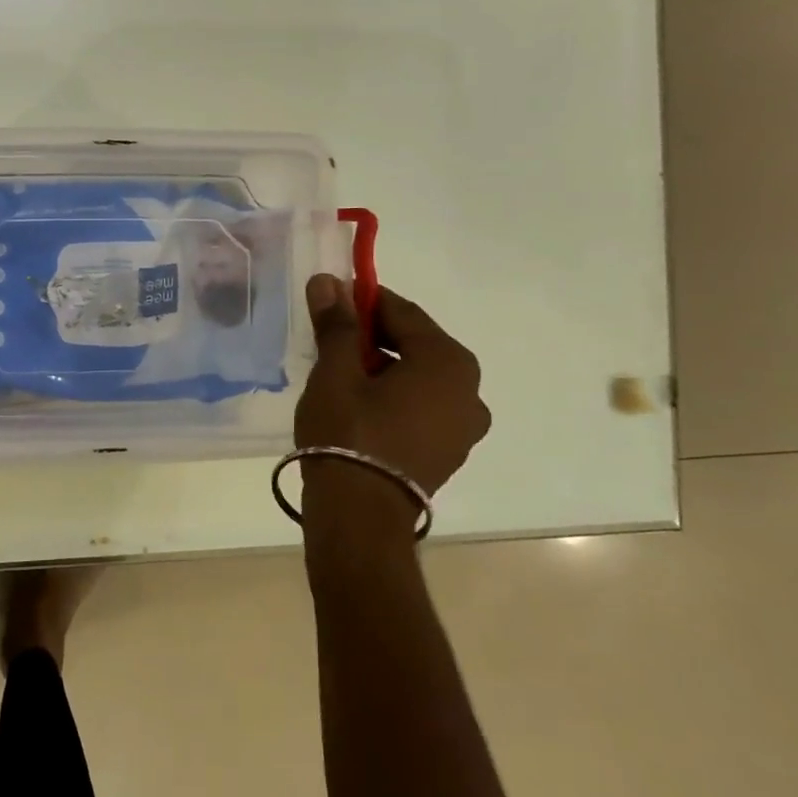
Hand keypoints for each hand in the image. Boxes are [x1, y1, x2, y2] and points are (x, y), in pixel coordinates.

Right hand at [295, 275, 490, 498]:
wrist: (360, 515)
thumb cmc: (348, 432)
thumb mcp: (336, 371)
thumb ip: (337, 324)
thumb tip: (328, 281)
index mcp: (448, 361)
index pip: (403, 312)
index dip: (364, 300)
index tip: (333, 296)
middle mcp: (469, 389)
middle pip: (416, 344)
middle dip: (373, 334)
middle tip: (332, 336)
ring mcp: (464, 426)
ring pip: (420, 377)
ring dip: (384, 366)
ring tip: (340, 371)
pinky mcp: (449, 451)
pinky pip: (423, 406)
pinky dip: (396, 395)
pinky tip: (360, 404)